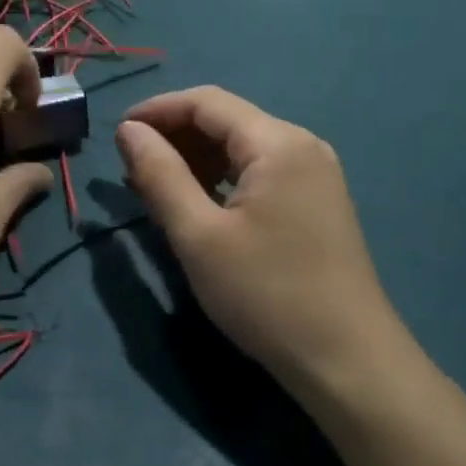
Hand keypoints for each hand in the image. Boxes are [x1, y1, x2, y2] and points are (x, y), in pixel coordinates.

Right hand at [115, 88, 401, 398]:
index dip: (157, 110)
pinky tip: (198, 203)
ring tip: (156, 186)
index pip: (206, 102)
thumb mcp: (199, 236)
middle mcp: (301, 145)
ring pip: (242, 147)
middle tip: (131, 167)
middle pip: (226, 120)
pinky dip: (223, 178)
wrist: (349, 363)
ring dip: (196, 158)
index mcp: (277, 142)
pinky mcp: (317, 202)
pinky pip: (260, 172)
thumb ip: (160, 174)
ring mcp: (315, 174)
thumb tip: (128, 130)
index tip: (117, 133)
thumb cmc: (267, 295)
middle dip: (175, 135)